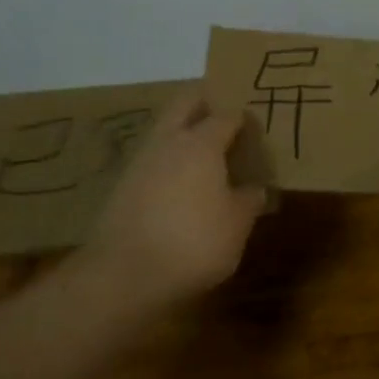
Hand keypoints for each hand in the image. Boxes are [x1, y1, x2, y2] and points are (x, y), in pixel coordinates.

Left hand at [87, 93, 267, 304]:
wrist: (123, 275)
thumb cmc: (193, 242)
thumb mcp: (236, 226)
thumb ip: (249, 201)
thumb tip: (256, 188)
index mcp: (202, 143)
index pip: (228, 116)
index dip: (244, 120)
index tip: (256, 131)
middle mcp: (169, 140)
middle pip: (186, 102)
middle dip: (206, 103)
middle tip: (226, 121)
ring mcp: (141, 160)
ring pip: (165, 128)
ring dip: (183, 132)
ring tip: (205, 155)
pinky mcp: (122, 184)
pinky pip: (152, 158)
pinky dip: (168, 161)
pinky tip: (179, 185)